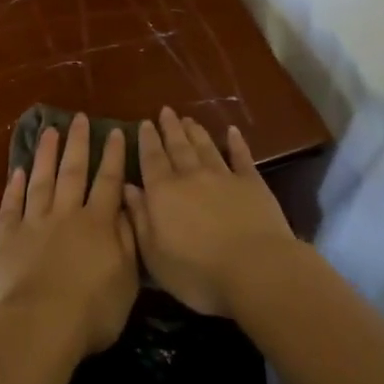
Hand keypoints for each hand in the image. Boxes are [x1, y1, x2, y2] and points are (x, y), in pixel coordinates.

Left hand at [0, 114, 138, 359]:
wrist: (39, 325)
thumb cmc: (92, 311)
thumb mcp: (126, 280)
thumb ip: (128, 241)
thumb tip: (128, 208)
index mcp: (98, 223)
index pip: (108, 181)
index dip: (112, 156)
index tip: (114, 131)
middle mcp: (66, 213)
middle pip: (73, 171)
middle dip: (78, 143)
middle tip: (79, 118)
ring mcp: (34, 222)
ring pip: (41, 179)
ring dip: (46, 154)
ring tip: (49, 130)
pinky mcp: (6, 236)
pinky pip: (11, 204)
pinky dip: (14, 186)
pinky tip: (17, 170)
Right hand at [125, 108, 295, 317]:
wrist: (255, 270)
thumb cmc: (198, 272)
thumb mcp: (155, 255)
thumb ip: (140, 219)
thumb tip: (128, 188)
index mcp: (163, 193)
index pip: (151, 160)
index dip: (147, 141)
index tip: (144, 123)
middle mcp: (191, 176)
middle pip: (178, 147)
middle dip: (169, 128)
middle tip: (165, 111)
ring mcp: (223, 176)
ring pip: (205, 147)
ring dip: (196, 132)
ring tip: (188, 119)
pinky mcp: (252, 183)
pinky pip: (241, 157)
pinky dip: (236, 143)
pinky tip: (232, 132)